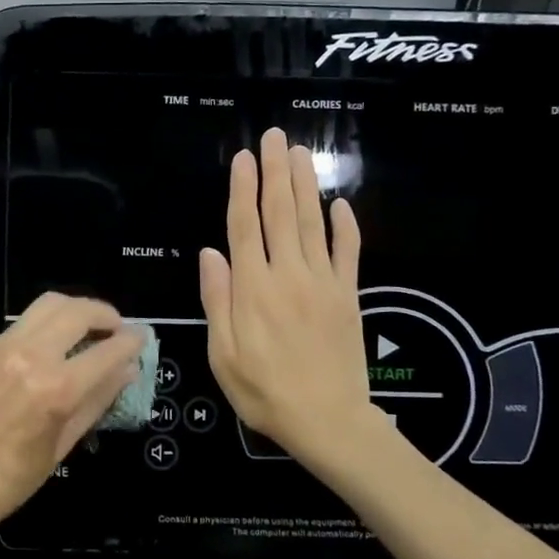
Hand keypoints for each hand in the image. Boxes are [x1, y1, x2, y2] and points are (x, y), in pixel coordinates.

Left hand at [0, 293, 143, 537]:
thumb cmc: (11, 479)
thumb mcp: (63, 444)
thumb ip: (97, 399)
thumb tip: (127, 370)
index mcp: (55, 388)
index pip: (106, 350)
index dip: (130, 341)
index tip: (141, 337)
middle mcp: (29, 356)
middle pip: (76, 310)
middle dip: (104, 313)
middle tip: (115, 327)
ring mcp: (0, 347)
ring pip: (46, 305)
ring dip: (74, 310)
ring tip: (85, 328)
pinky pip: (20, 325)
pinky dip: (43, 328)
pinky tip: (47, 349)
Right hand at [199, 129, 388, 477]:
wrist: (328, 422)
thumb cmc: (264, 391)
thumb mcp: (223, 354)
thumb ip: (218, 299)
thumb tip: (210, 253)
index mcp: (253, 288)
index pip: (245, 225)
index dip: (243, 188)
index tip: (244, 157)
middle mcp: (288, 274)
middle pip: (280, 213)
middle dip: (276, 172)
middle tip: (276, 137)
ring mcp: (322, 282)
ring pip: (312, 222)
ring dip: (305, 185)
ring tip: (300, 153)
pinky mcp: (347, 295)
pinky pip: (347, 253)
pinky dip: (345, 226)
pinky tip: (340, 203)